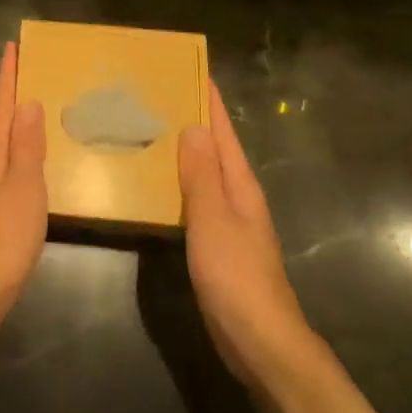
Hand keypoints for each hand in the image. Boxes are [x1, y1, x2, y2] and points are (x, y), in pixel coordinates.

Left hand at [0, 41, 47, 340]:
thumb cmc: (2, 239)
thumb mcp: (23, 189)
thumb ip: (27, 147)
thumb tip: (28, 101)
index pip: (1, 105)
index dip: (7, 76)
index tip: (12, 46)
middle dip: (10, 90)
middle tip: (27, 64)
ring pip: (1, 139)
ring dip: (15, 116)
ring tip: (34, 99)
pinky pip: (7, 161)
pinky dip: (19, 145)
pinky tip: (31, 153)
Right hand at [178, 81, 315, 387]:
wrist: (261, 342)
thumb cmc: (236, 276)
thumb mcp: (213, 220)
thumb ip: (202, 174)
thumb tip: (193, 126)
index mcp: (240, 185)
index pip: (223, 132)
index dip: (210, 101)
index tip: (191, 70)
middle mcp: (238, 197)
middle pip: (215, 148)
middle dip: (193, 120)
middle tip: (157, 95)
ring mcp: (229, 222)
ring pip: (204, 173)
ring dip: (184, 150)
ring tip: (151, 129)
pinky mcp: (217, 245)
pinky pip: (196, 200)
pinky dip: (179, 182)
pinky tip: (158, 184)